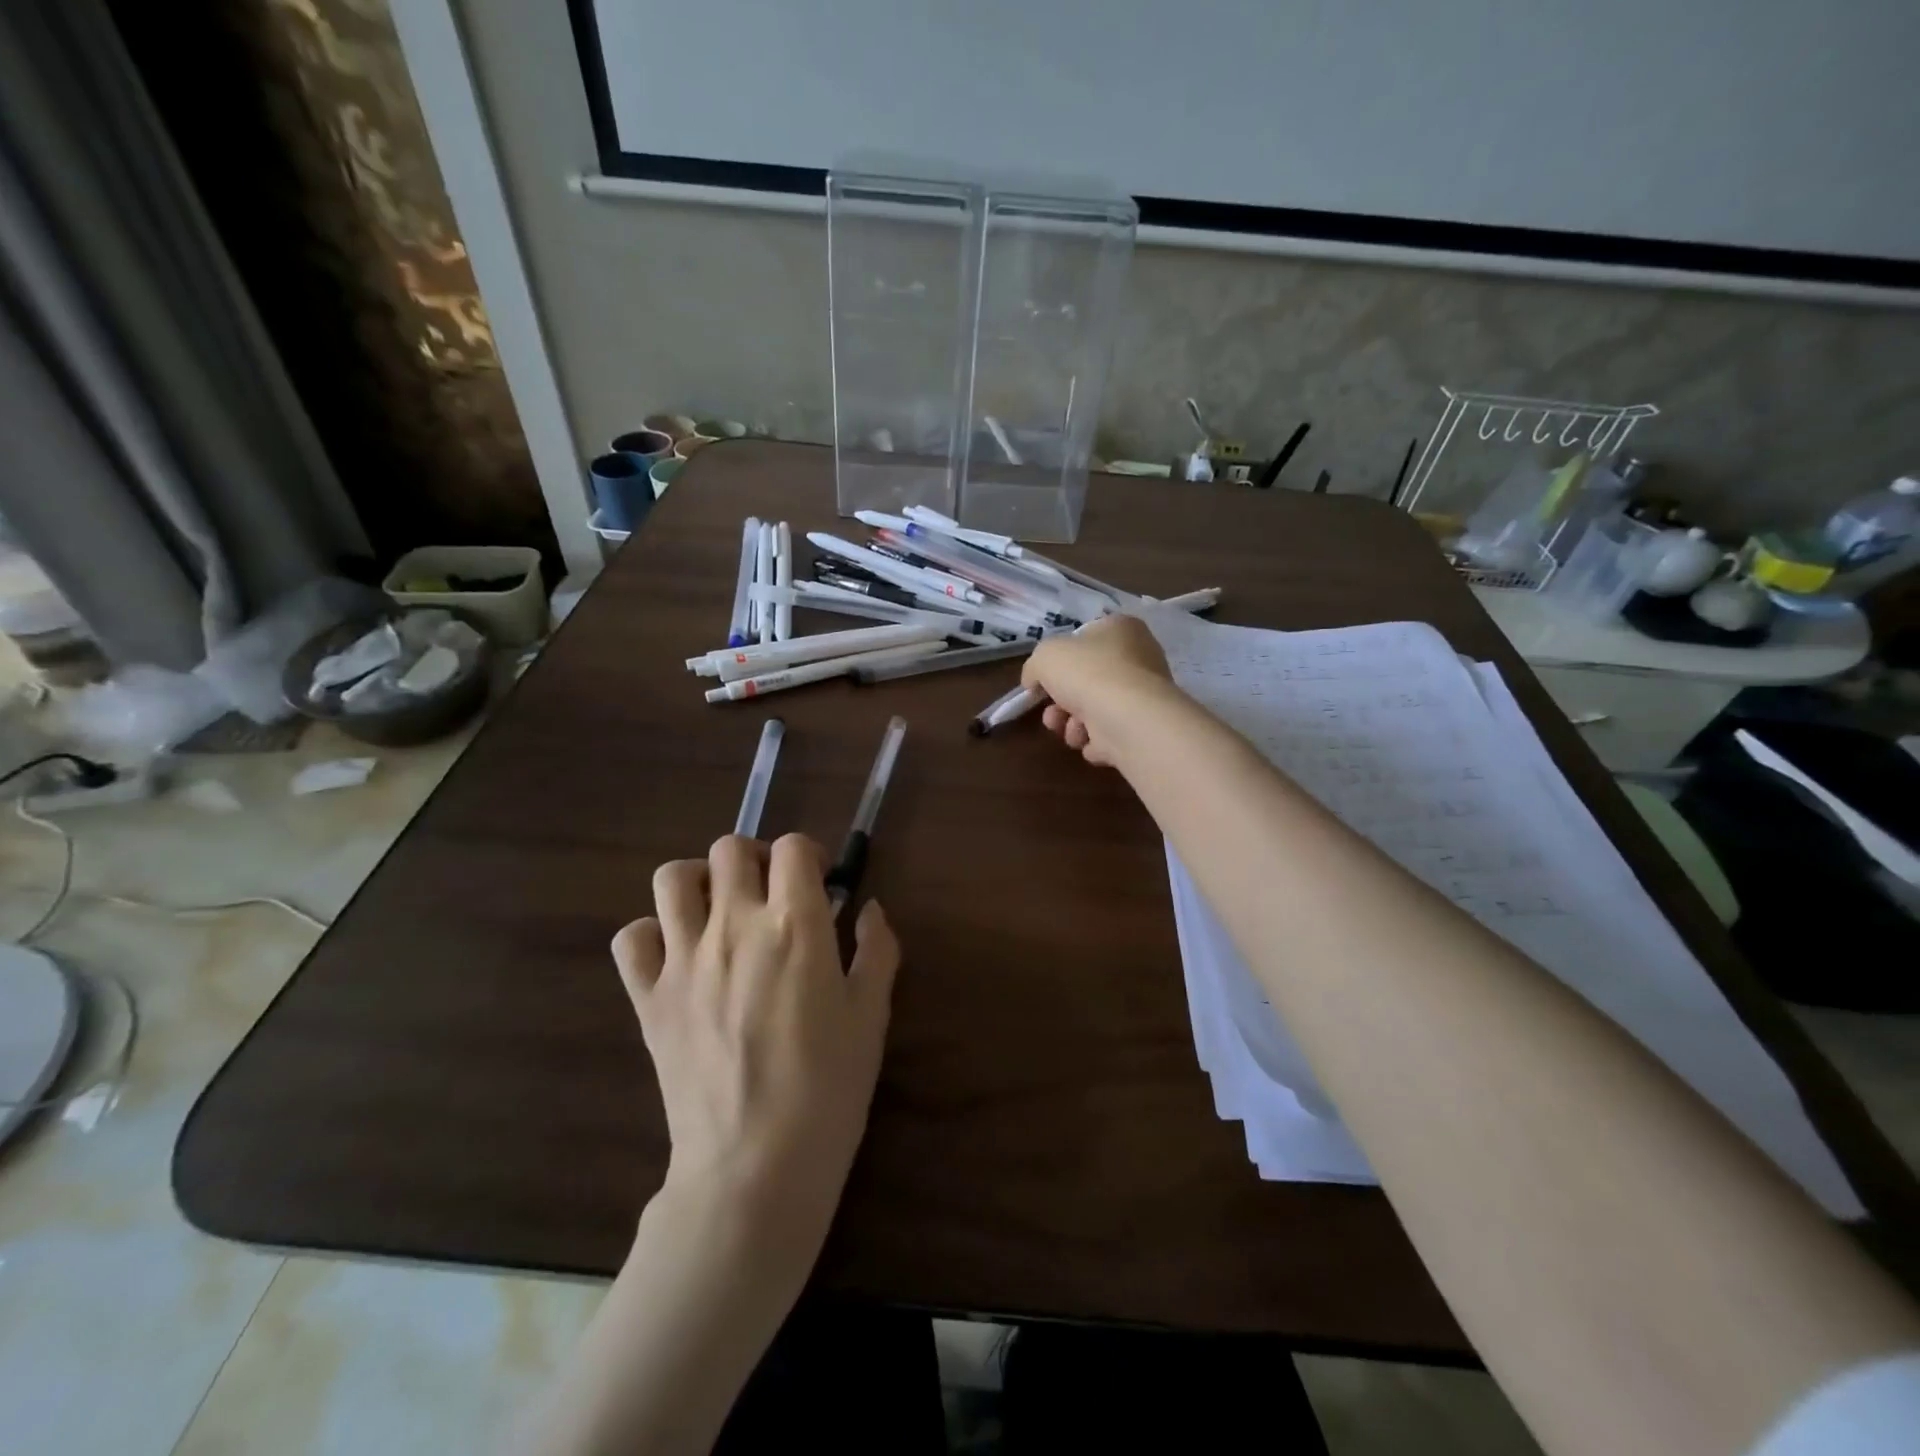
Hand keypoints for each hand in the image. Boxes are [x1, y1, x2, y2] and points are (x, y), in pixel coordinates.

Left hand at [612, 834, 899, 1234]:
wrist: (755, 1166)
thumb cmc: (829, 1088)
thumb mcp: (872, 1015)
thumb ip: (877, 950)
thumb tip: (869, 909)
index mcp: (795, 924)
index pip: (794, 848)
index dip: (810, 855)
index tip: (820, 883)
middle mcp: (735, 926)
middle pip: (730, 848)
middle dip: (756, 859)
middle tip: (771, 893)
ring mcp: (684, 959)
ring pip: (672, 878)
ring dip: (699, 882)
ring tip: (719, 911)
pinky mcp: (648, 997)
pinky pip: (631, 938)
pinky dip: (651, 934)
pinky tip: (677, 955)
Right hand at [1023, 613, 1177, 766]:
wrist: (1128, 719)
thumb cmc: (1088, 674)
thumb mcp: (1044, 656)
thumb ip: (1034, 666)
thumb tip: (1034, 682)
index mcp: (1120, 629)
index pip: (1083, 640)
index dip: (1059, 661)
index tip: (1041, 681)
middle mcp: (1138, 658)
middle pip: (1085, 680)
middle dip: (1061, 702)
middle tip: (1052, 713)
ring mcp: (1143, 695)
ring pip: (1094, 710)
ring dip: (1072, 725)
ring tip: (1072, 731)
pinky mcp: (1144, 728)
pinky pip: (1109, 735)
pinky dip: (1095, 741)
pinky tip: (1092, 742)